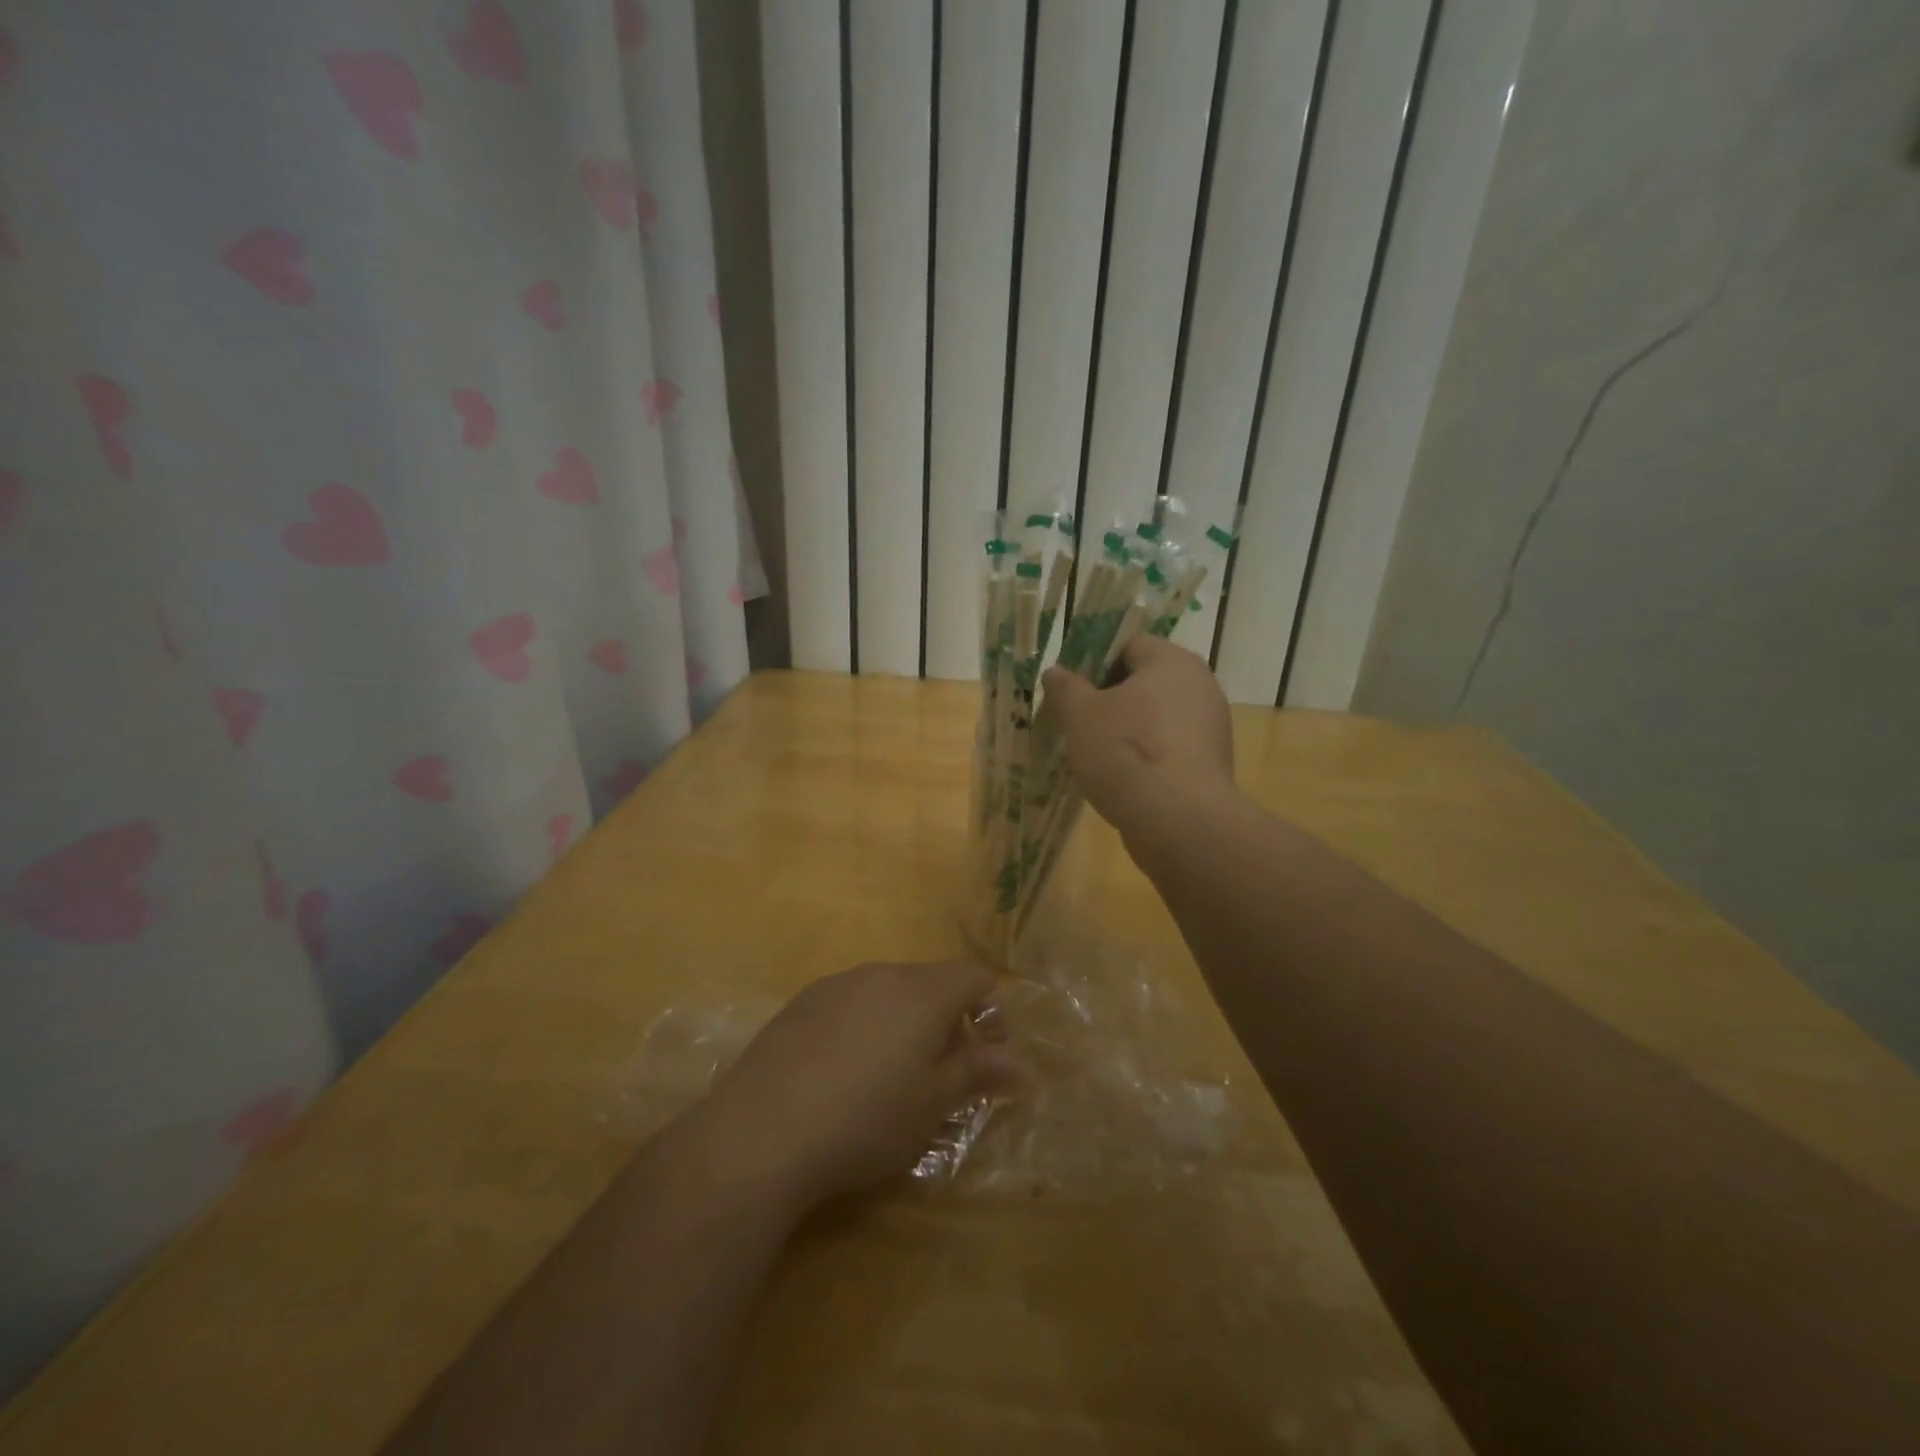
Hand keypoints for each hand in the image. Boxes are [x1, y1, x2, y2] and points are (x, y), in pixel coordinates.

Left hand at [690, 960, 1011, 1212]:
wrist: (762, 1131)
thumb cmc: (866, 1120)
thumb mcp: (932, 1105)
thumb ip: (976, 1074)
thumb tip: (1017, 1063)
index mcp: (922, 992)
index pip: (973, 976)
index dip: (990, 1008)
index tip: (988, 1050)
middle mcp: (882, 974)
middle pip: (930, 980)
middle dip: (947, 1016)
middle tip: (943, 1069)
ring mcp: (837, 984)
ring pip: (888, 989)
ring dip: (905, 1019)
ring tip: (892, 1072)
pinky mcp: (801, 1002)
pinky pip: (850, 1000)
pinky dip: (864, 1023)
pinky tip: (844, 1070)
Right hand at [1041, 635, 1235, 838]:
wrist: (1179, 820)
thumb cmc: (1125, 752)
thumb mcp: (1080, 715)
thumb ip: (1065, 688)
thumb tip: (1056, 672)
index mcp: (1172, 661)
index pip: (1129, 644)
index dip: (1094, 662)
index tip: (1071, 690)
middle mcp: (1200, 685)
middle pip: (1144, 681)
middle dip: (1109, 699)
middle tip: (1077, 722)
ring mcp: (1211, 727)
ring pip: (1157, 718)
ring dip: (1127, 730)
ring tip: (1094, 755)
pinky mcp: (1211, 764)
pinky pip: (1169, 748)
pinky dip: (1146, 757)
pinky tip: (1122, 779)